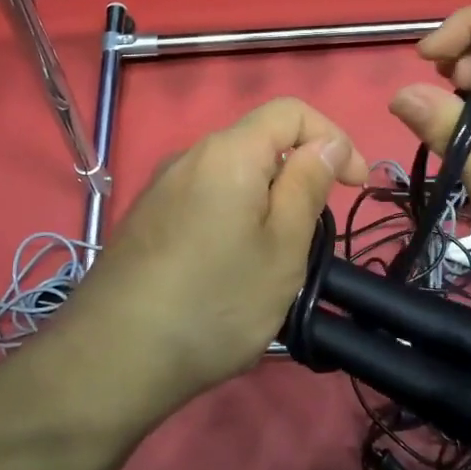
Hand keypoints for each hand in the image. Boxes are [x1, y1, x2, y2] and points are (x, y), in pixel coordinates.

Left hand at [59, 98, 367, 418]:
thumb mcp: (283, 246)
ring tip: (272, 261)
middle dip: (298, 176)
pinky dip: (233, 219)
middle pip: (260, 143)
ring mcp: (162, 188)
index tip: (356, 186)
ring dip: (266, 203)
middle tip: (312, 235)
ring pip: (232, 176)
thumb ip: (308, 184)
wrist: (114, 357)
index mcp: (229, 152)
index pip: (292, 112)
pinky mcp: (146, 219)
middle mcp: (190, 156)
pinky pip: (205, 201)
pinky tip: (228, 271)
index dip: (334, 138)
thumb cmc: (216, 301)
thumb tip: (326, 142)